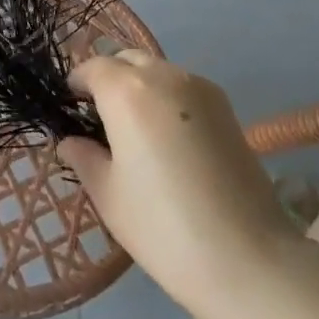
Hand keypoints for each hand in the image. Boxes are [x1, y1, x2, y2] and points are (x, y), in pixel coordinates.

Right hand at [59, 51, 294, 318]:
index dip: (77, 85)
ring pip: (157, 70)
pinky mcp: (226, 106)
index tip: (70, 110)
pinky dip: (166, 98)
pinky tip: (168, 140)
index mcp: (127, 91)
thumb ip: (84, 157)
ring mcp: (200, 87)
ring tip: (136, 132)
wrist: (249, 259)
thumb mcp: (108, 196)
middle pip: (126, 60)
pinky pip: (183, 87)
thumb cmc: (164, 228)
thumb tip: (71, 140)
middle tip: (100, 120)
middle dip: (108, 79)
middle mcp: (164, 75)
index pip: (92, 68)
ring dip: (139, 87)